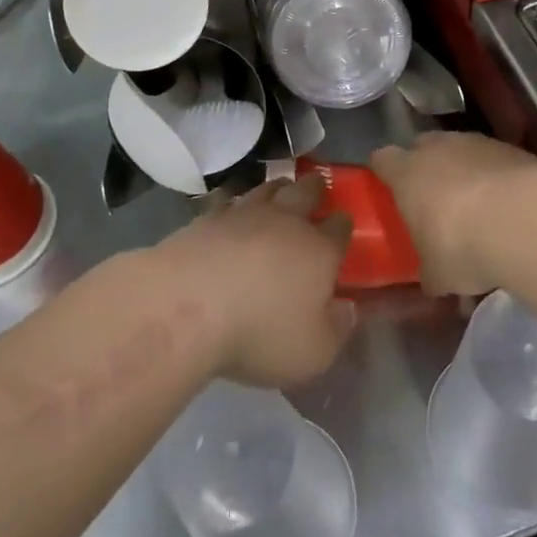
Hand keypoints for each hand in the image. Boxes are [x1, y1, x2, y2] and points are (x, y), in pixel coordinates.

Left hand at [158, 177, 354, 386]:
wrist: (187, 305)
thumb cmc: (260, 333)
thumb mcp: (313, 352)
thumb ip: (337, 329)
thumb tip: (348, 308)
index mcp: (319, 250)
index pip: (339, 228)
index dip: (344, 225)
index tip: (344, 223)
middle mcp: (286, 222)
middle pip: (306, 193)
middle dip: (315, 188)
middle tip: (317, 184)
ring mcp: (244, 214)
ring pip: (267, 188)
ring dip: (277, 187)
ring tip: (280, 187)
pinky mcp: (207, 217)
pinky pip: (227, 200)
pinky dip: (234, 201)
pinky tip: (230, 207)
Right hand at [370, 132, 536, 294]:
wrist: (522, 220)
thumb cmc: (461, 245)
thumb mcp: (438, 274)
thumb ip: (431, 272)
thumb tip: (432, 282)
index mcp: (406, 173)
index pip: (383, 160)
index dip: (385, 172)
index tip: (390, 188)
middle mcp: (437, 148)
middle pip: (423, 147)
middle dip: (427, 167)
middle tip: (434, 198)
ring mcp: (476, 143)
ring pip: (461, 150)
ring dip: (465, 170)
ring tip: (479, 205)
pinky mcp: (510, 148)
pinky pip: (494, 159)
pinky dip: (497, 176)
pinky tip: (509, 205)